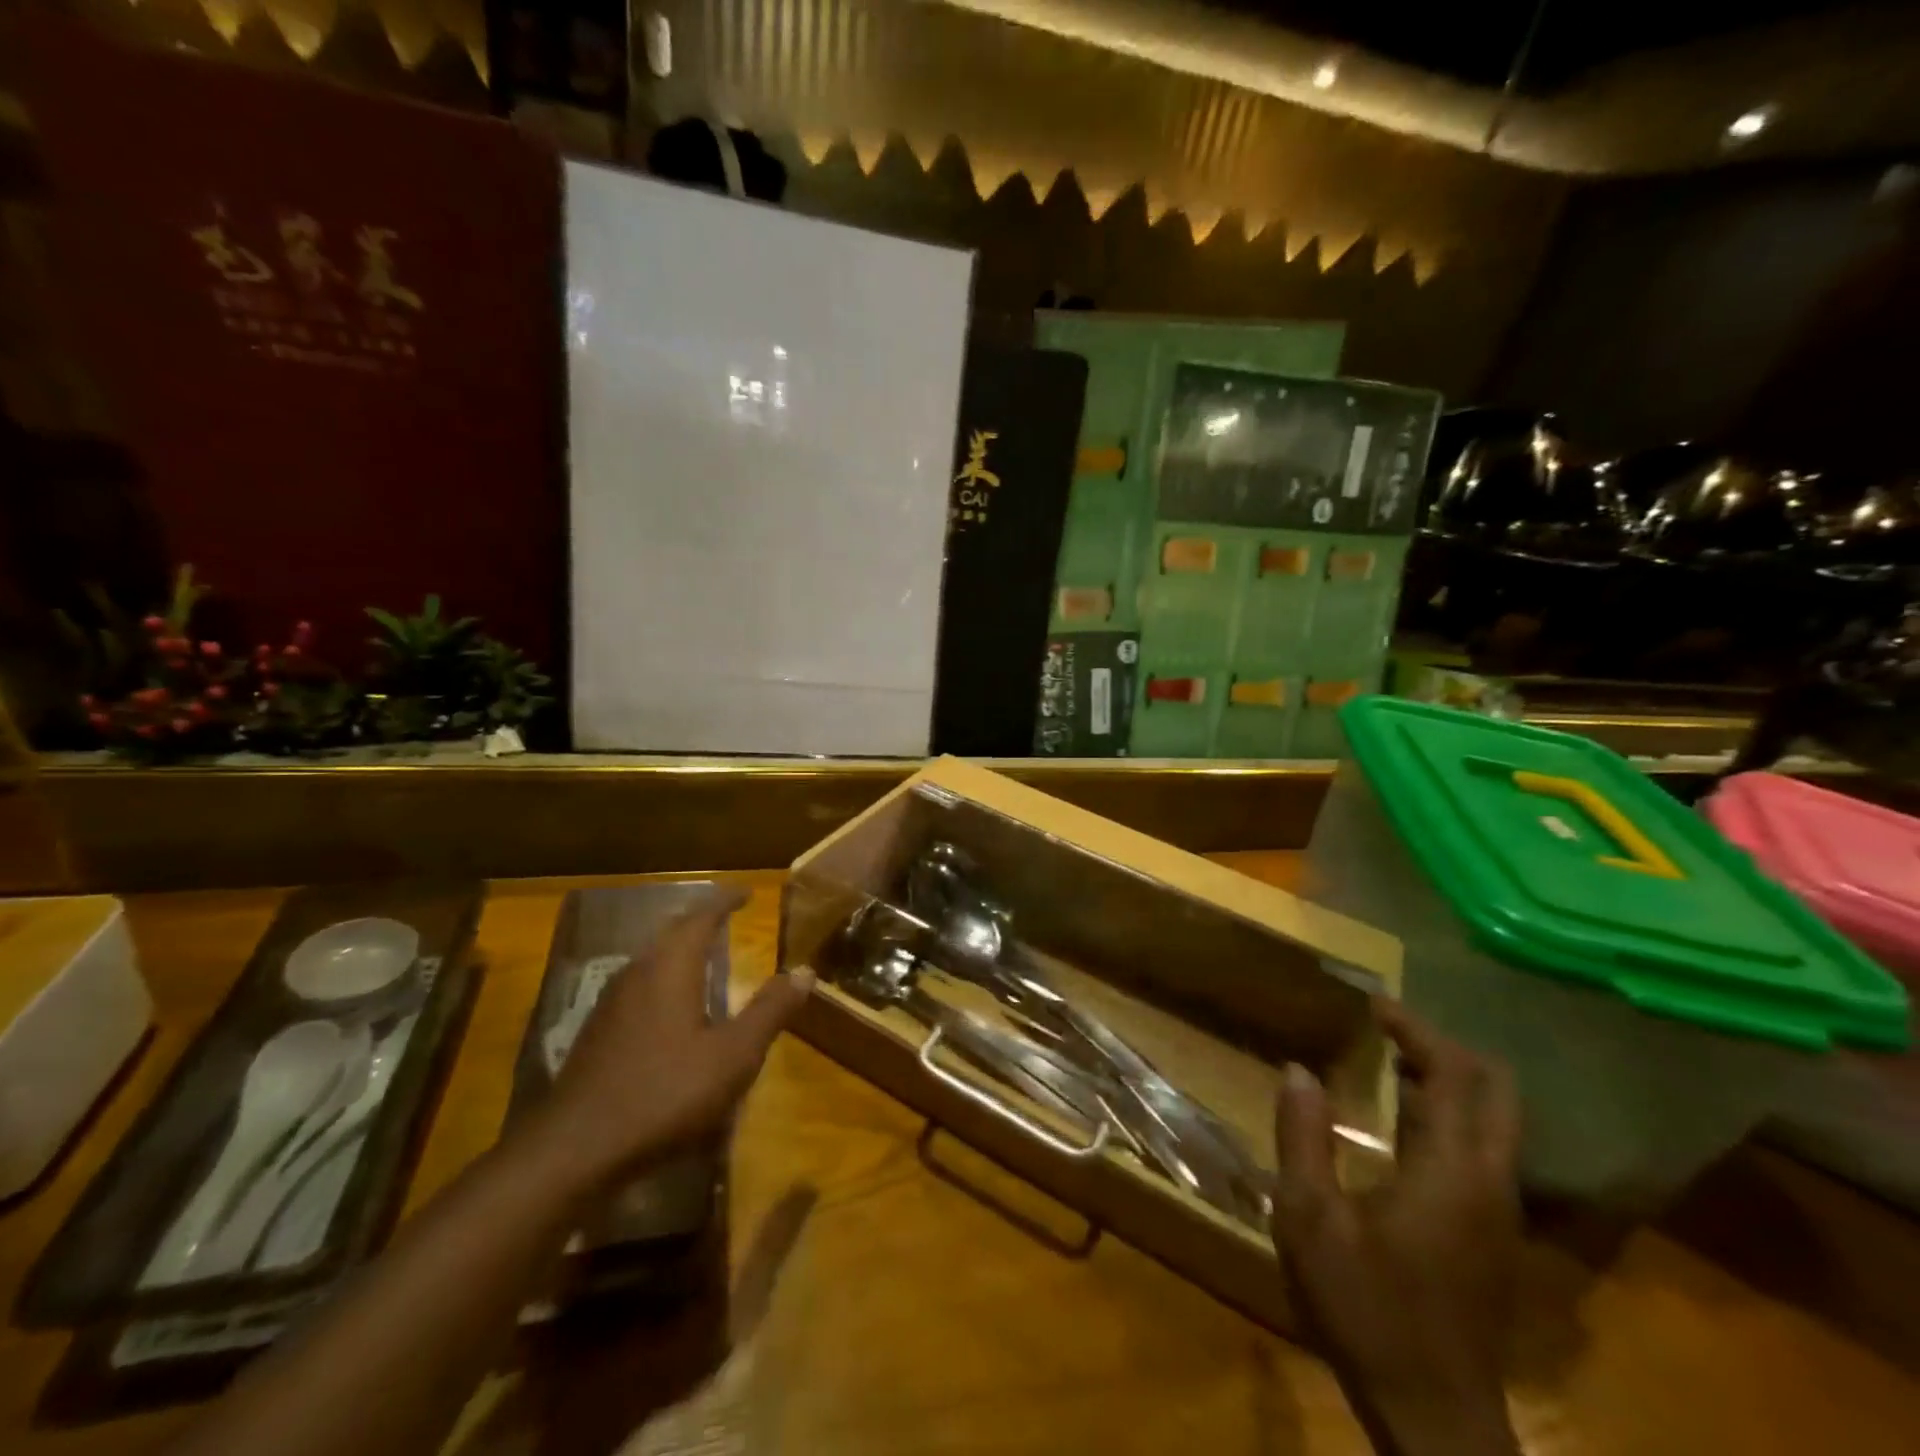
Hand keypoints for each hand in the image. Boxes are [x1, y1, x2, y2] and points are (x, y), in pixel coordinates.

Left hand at [534, 885, 813, 1194]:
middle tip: (727, 917)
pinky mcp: (597, 1032)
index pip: (702, 917)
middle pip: (672, 932)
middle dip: (701, 921)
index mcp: (671, 967)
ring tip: (703, 954)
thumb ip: (770, 1010)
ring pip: (651, 959)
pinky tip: (669, 1006)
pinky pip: (637, 985)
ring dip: (679, 949)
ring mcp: (611, 1002)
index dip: (726, 901)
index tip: (747, 893)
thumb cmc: (665, 1093)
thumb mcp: (734, 1055)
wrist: (575, 1150)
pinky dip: (662, 978)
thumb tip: (805, 970)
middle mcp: (638, 972)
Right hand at [1272, 1002, 1521, 1455]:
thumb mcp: (1310, 1220)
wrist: (1434, 1417)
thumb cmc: (1367, 1309)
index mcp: (1452, 1171)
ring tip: (1388, 1061)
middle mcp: (1491, 1182)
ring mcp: (1500, 1212)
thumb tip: (1299, 1070)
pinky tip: (1400, 1124)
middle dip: (1446, 1048)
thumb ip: (1303, 1137)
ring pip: (1493, 1121)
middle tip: (1390, 1029)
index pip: (1452, 1075)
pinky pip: (1481, 1150)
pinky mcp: (1493, 1235)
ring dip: (1448, 1081)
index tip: (1375, 1003)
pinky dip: (1448, 1115)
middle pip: (1495, 1091)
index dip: (1416, 1030)